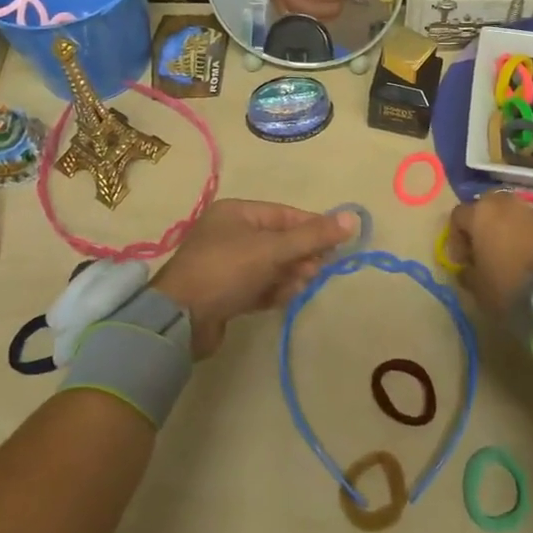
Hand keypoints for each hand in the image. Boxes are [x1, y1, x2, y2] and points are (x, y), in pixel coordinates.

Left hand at [151, 199, 356, 357]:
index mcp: (237, 213)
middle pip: (279, 240)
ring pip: (271, 265)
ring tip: (300, 286)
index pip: (285, 215)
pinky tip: (284, 298)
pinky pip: (259, 286)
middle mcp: (231, 234)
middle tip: (318, 270)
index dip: (312, 227)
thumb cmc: (227, 270)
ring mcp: (227, 265)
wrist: (180, 320)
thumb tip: (352, 218)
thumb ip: (312, 236)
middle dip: (301, 255)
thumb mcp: (272, 249)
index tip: (337, 244)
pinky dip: (274, 291)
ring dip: (289, 275)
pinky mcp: (226, 293)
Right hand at [258, 0, 358, 21]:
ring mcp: (277, 1)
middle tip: (344, 0)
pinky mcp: (278, 8)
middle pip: (307, 8)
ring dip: (323, 15)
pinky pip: (297, 21)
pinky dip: (313, 19)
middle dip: (330, 7)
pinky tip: (324, 13)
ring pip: (303, 18)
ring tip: (336, 6)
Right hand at [444, 193, 532, 323]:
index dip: (455, 238)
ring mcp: (528, 209)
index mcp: (479, 213)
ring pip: (508, 213)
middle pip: (484, 207)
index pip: (458, 216)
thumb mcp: (477, 286)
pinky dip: (523, 234)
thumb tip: (466, 269)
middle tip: (483, 250)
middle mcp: (503, 203)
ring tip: (506, 252)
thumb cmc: (507, 283)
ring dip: (503, 228)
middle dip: (480, 226)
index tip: (462, 261)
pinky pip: (528, 223)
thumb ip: (465, 273)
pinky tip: (526, 255)